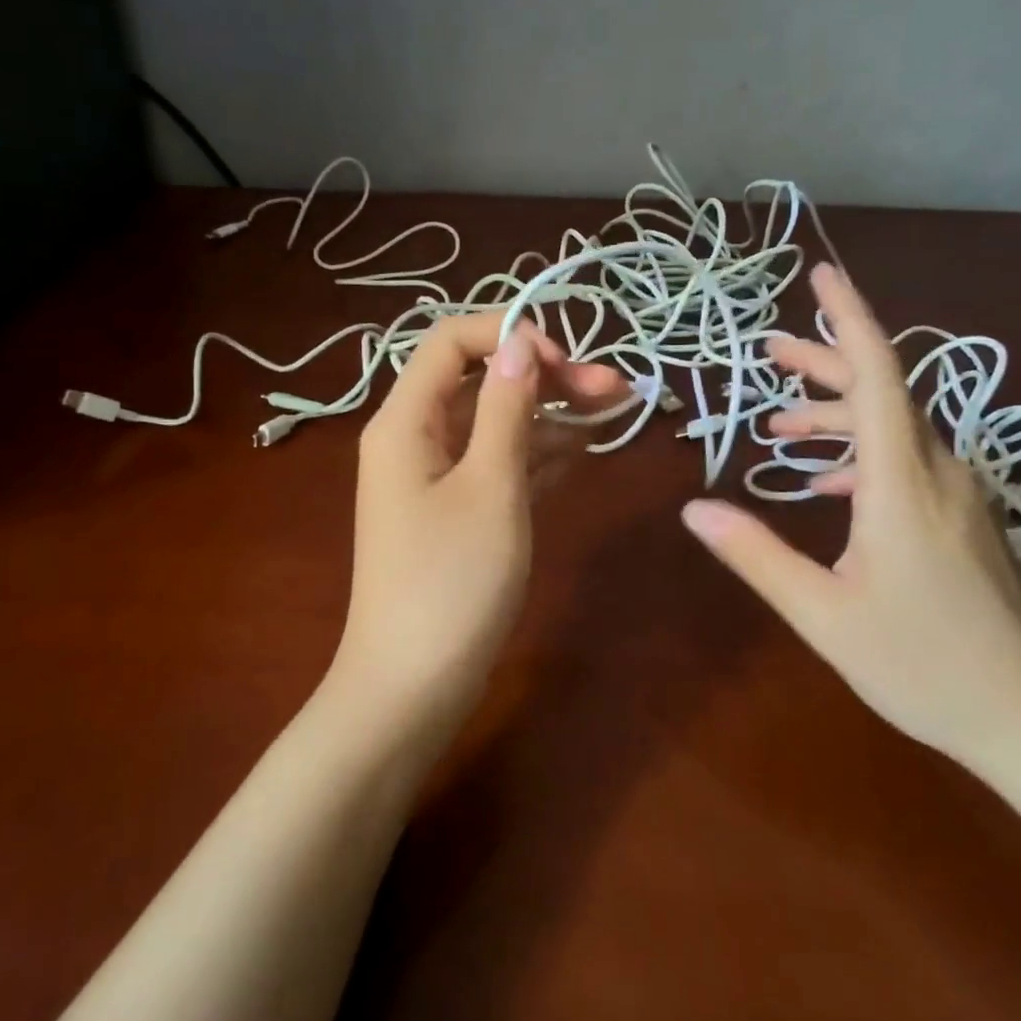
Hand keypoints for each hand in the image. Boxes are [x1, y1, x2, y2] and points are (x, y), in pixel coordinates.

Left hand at [333, 314, 621, 731]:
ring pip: (494, 423)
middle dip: (544, 375)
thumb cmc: (450, 582)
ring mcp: (434, 477)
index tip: (566, 360)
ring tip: (616, 412)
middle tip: (614, 389)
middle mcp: (414, 438)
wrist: (412, 686)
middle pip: (478, 381)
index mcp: (405, 421)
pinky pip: (497, 463)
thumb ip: (506, 409)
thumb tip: (521, 344)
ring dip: (550, 414)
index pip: (451, 341)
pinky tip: (584, 448)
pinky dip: (537, 452)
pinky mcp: (455, 512)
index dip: (509, 334)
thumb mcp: (490, 487)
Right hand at [680, 264, 1020, 772]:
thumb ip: (756, 555)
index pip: (878, 376)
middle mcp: (940, 474)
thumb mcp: (821, 614)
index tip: (822, 275)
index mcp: (903, 484)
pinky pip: (911, 464)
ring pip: (897, 429)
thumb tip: (693, 510)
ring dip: (839, 416)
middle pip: (884, 393)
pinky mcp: (970, 522)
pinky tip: (829, 486)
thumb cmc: (922, 665)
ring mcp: (963, 498)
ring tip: (782, 425)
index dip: (850, 318)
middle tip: (770, 351)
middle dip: (826, 363)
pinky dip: (863, 457)